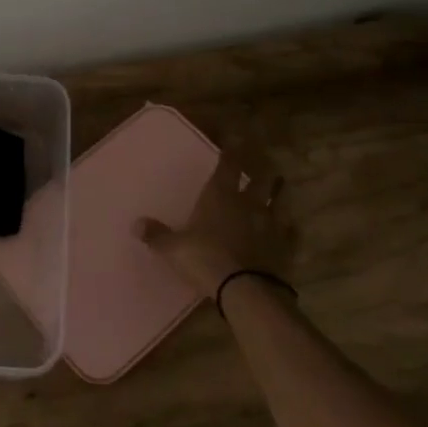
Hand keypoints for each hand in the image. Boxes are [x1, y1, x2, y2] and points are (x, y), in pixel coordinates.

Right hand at [135, 156, 287, 299]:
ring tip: (280, 186)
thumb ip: (157, 235)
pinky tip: (291, 227)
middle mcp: (248, 203)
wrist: (245, 289)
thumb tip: (136, 224)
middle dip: (261, 168)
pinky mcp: (286, 247)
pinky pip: (292, 232)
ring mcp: (271, 224)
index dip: (232, 149)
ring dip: (279, 192)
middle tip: (264, 161)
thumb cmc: (204, 259)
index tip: (236, 136)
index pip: (228, 164)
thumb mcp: (173, 248)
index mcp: (220, 196)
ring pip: (280, 200)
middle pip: (260, 178)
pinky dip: (290, 229)